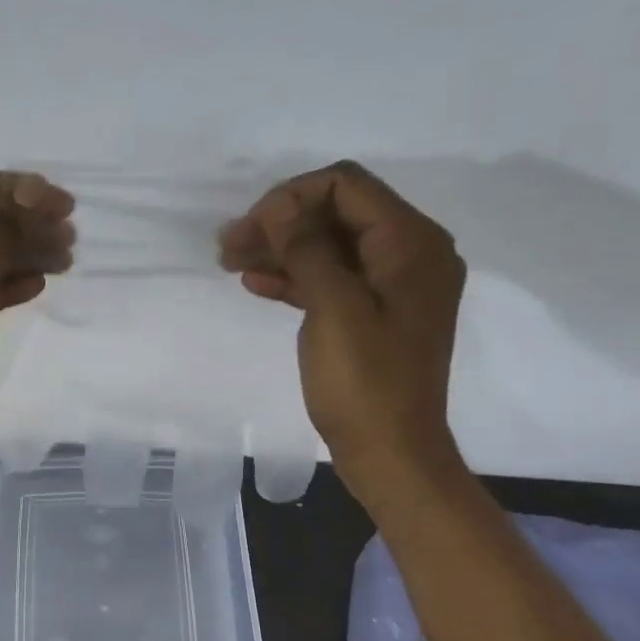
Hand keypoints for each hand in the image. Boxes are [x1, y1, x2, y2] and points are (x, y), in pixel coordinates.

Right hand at [219, 160, 465, 494]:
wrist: (390, 454)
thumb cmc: (365, 385)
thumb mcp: (334, 310)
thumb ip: (307, 249)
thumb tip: (280, 203)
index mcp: (412, 243)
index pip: (347, 186)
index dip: (291, 197)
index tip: (248, 228)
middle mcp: (410, 254)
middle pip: (338, 214)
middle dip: (281, 223)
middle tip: (227, 246)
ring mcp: (394, 287)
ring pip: (331, 248)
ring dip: (283, 250)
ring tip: (230, 262)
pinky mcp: (376, 315)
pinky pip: (334, 281)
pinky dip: (296, 279)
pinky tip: (257, 284)